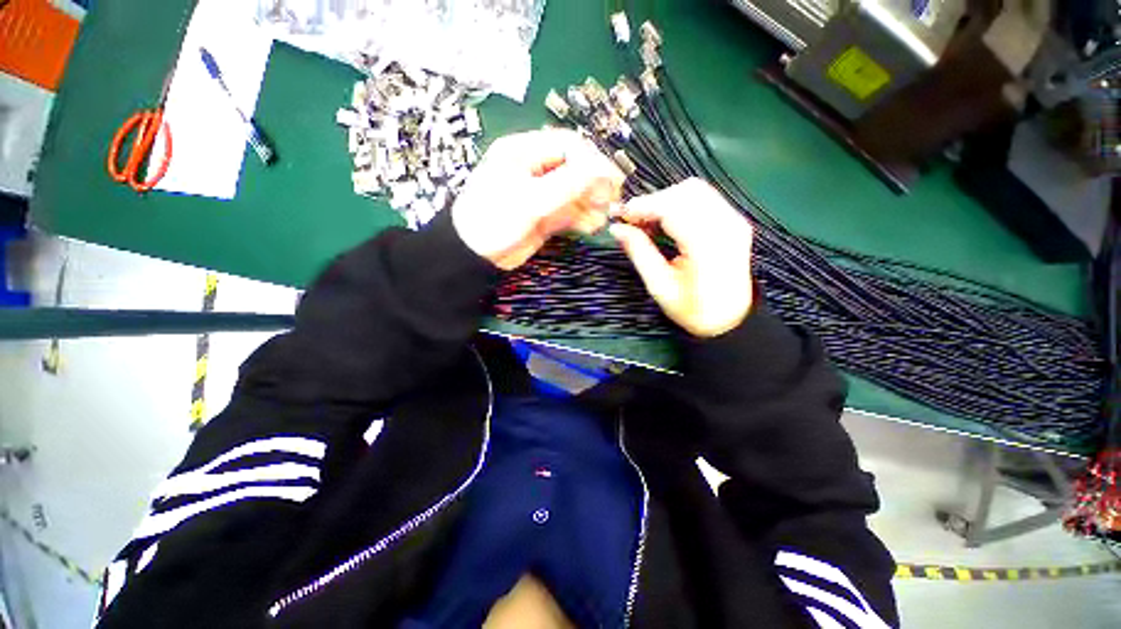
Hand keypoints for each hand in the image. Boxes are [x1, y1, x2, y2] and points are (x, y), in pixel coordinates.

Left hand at [452, 129, 623, 269]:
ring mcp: (540, 193)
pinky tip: (591, 227)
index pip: (568, 146)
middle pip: (574, 168)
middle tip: (610, 202)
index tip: (613, 181)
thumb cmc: (495, 221)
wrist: (475, 257)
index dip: (593, 161)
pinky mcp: (544, 214)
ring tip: (602, 219)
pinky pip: (569, 211)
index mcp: (523, 152)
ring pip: (574, 192)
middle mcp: (534, 168)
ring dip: (591, 204)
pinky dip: (582, 218)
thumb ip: (568, 184)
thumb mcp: (530, 200)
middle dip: (594, 185)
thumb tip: (603, 171)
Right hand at [610, 178, 754, 337]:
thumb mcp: (659, 286)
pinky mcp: (735, 220)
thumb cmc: (692, 309)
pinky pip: (704, 197)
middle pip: (684, 192)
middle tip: (632, 221)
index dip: (643, 206)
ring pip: (695, 189)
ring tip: (647, 221)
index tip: (620, 215)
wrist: (729, 318)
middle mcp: (726, 226)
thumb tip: (617, 229)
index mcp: (706, 246)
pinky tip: (666, 221)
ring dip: (665, 200)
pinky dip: (679, 202)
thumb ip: (639, 252)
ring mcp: (734, 220)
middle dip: (653, 201)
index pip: (672, 208)